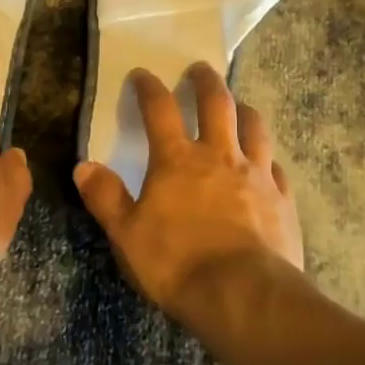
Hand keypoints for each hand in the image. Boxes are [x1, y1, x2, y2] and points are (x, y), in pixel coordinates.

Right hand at [74, 63, 303, 337]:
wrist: (244, 296)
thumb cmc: (177, 263)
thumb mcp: (127, 235)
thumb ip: (105, 197)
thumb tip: (83, 166)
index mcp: (177, 160)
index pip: (160, 109)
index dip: (149, 88)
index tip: (142, 75)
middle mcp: (219, 155)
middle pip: (216, 103)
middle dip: (206, 81)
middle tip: (200, 68)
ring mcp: (256, 174)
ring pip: (254, 126)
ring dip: (243, 110)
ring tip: (239, 105)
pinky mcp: (282, 199)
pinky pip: (276, 167)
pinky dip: (267, 159)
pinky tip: (266, 164)